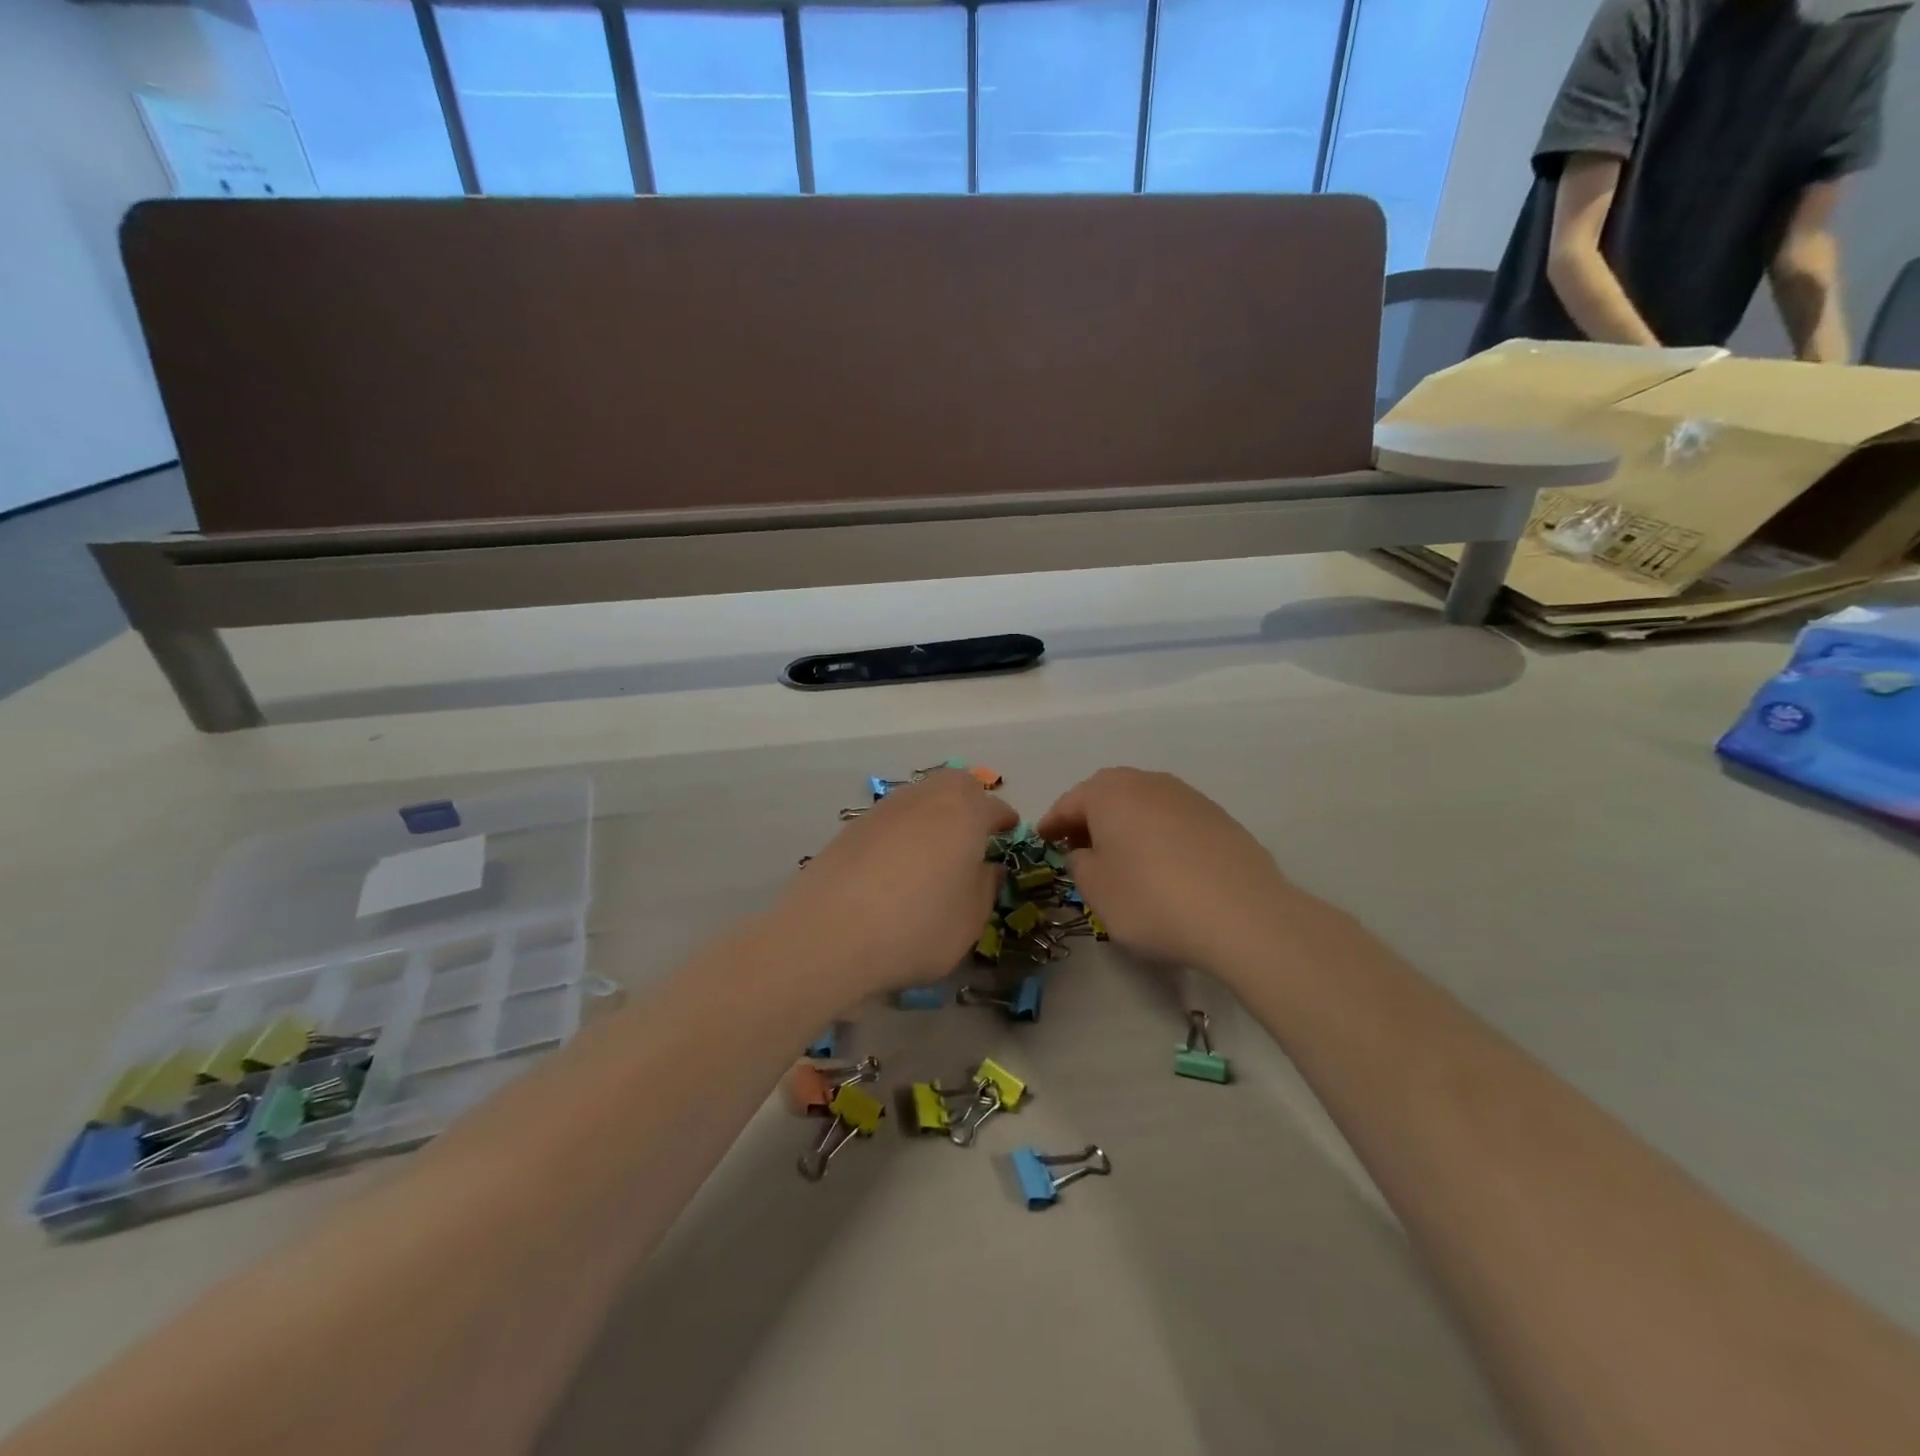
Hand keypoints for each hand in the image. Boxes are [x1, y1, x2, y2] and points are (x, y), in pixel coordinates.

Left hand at [775, 771, 1016, 1000]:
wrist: (830, 934)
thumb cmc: (917, 928)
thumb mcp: (969, 920)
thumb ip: (985, 887)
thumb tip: (987, 868)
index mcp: (964, 814)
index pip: (993, 807)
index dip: (1004, 820)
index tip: (1009, 832)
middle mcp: (924, 799)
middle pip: (953, 785)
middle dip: (969, 801)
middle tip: (973, 833)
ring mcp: (883, 810)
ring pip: (919, 797)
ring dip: (933, 814)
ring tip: (934, 850)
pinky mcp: (851, 828)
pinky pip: (889, 819)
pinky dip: (901, 832)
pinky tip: (895, 865)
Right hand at [1037, 768, 1294, 974]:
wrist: (1243, 915)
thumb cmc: (1151, 899)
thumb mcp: (1096, 890)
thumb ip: (1078, 864)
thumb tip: (1085, 852)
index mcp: (1109, 792)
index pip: (1069, 803)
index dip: (1052, 824)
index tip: (1042, 840)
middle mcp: (1148, 782)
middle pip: (1107, 795)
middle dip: (1089, 818)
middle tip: (1078, 847)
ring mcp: (1188, 796)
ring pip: (1142, 804)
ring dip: (1126, 825)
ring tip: (1122, 857)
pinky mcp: (1218, 817)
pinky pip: (1173, 820)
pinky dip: (1158, 835)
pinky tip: (1163, 864)